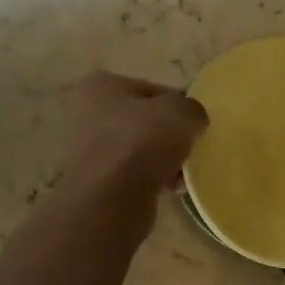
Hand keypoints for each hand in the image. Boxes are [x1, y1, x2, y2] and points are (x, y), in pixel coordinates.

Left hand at [63, 72, 207, 201]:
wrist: (110, 198)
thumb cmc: (141, 142)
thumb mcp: (180, 112)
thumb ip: (191, 108)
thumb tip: (192, 119)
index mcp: (101, 85)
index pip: (152, 89)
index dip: (179, 105)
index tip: (196, 124)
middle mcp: (88, 113)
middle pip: (145, 120)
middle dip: (169, 135)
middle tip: (191, 147)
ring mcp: (90, 150)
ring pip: (141, 149)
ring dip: (164, 159)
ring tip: (183, 172)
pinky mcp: (98, 181)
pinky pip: (135, 174)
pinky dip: (153, 179)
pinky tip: (171, 188)